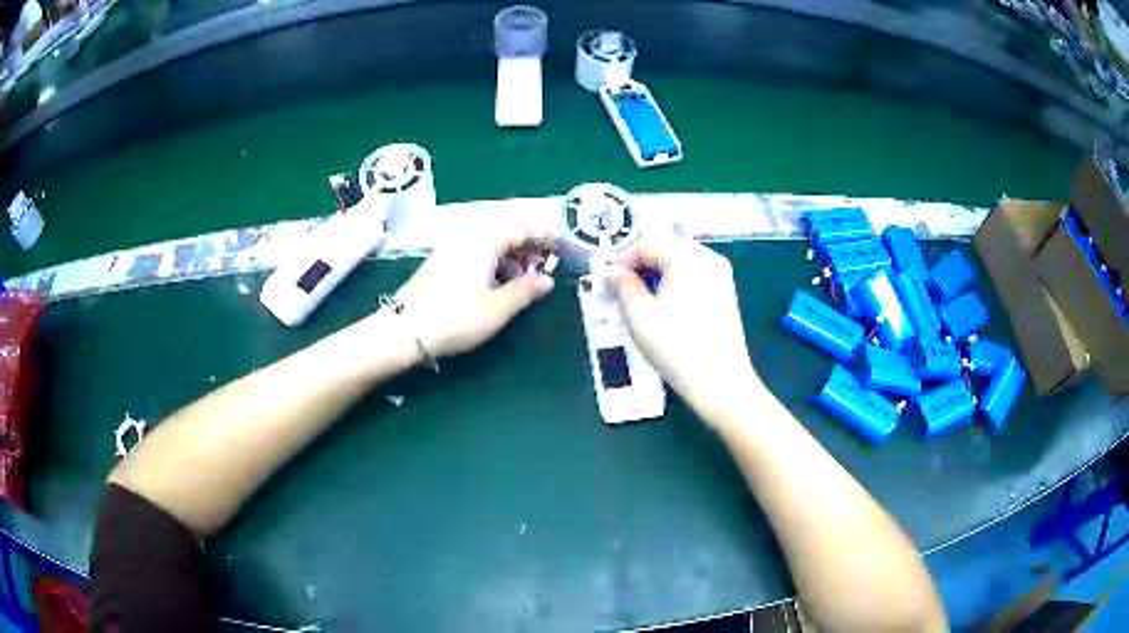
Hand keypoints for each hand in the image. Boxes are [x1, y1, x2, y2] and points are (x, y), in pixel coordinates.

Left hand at [388, 223, 555, 358]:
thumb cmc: (455, 319)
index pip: (522, 227)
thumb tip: (547, 280)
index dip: (545, 234)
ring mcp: (452, 246)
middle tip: (547, 260)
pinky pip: (477, 248)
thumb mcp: (497, 309)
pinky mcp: (442, 259)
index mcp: (485, 240)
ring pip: (491, 239)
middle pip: (506, 228)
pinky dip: (495, 257)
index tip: (563, 244)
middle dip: (529, 241)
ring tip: (527, 273)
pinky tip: (499, 278)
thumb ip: (525, 291)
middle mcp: (469, 235)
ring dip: (512, 250)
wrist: (404, 330)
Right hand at [608, 234, 757, 424]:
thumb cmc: (677, 347)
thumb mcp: (639, 316)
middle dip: (640, 265)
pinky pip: (694, 275)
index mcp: (688, 256)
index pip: (647, 242)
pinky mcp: (726, 292)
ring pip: (680, 261)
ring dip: (657, 274)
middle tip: (621, 292)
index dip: (623, 259)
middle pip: (666, 247)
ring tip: (641, 301)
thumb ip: (623, 286)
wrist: (721, 383)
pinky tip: (666, 308)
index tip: (608, 284)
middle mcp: (709, 257)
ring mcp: (721, 274)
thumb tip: (613, 272)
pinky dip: (675, 283)